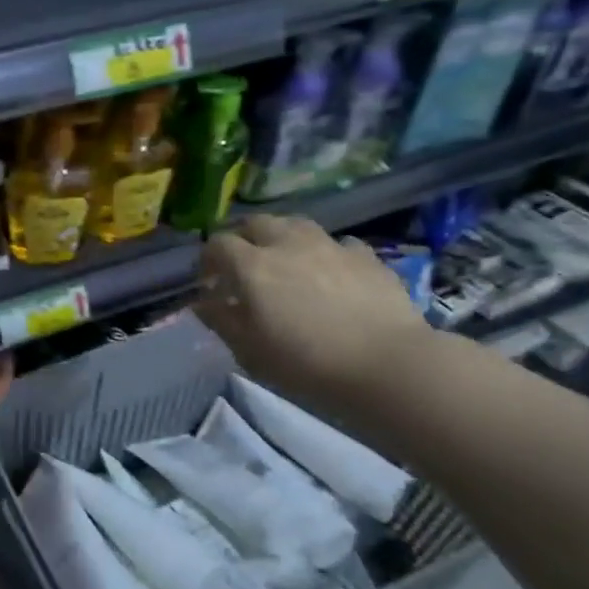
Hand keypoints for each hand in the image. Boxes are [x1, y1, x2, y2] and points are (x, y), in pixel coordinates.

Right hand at [196, 215, 431, 419]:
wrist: (385, 365)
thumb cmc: (304, 363)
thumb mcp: (248, 350)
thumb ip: (221, 321)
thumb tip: (203, 303)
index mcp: (252, 266)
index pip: (217, 244)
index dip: (208, 260)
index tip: (210, 283)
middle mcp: (288, 244)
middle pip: (256, 223)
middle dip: (243, 239)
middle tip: (243, 267)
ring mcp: (330, 245)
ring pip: (296, 224)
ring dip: (282, 238)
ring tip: (285, 263)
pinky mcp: (366, 256)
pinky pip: (337, 243)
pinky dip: (325, 253)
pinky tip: (331, 274)